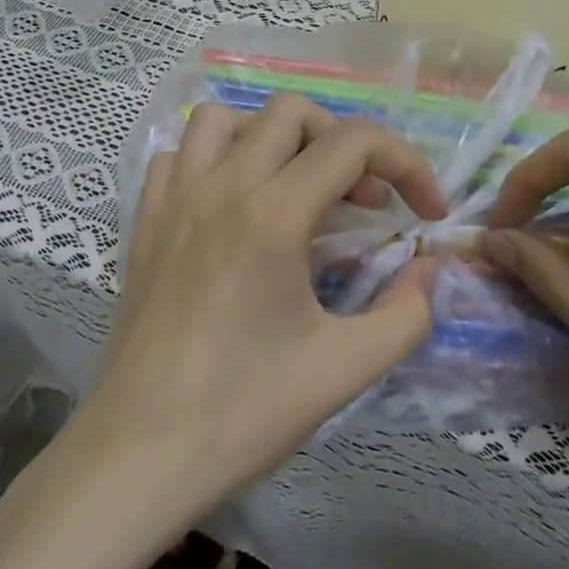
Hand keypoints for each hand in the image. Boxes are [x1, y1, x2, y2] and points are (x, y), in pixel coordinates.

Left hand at [72, 94, 446, 531]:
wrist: (138, 456)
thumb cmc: (243, 413)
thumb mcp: (346, 368)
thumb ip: (408, 312)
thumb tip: (430, 269)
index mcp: (272, 216)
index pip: (353, 142)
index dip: (406, 164)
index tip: (426, 213)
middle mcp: (219, 189)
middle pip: (292, 112)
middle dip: (345, 143)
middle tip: (364, 204)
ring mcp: (173, 201)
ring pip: (225, 119)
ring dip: (274, 138)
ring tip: (299, 189)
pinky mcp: (144, 224)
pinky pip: (180, 156)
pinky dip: (217, 160)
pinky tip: (235, 206)